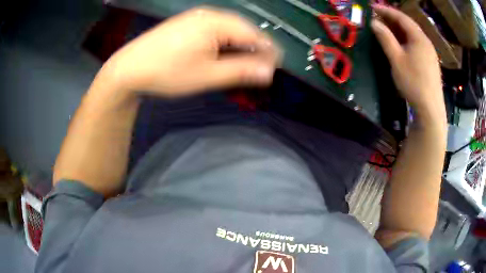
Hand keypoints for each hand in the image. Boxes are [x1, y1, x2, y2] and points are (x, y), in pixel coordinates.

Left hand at [98, 7, 280, 97]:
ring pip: (229, 30)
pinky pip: (214, 30)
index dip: (267, 52)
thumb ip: (241, 71)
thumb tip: (269, 72)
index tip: (274, 70)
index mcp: (216, 22)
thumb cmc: (167, 73)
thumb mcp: (207, 75)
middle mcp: (209, 14)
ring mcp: (196, 17)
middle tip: (258, 71)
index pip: (254, 34)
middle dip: (253, 51)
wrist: (129, 69)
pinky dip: (223, 43)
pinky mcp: (187, 23)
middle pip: (243, 30)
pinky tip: (220, 56)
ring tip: (241, 66)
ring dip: (238, 47)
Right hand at [371, 4, 445, 125]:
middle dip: (393, 19)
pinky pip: (417, 45)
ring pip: (413, 35)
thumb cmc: (413, 82)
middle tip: (378, 17)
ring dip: (400, 30)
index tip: (372, 7)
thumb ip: (385, 38)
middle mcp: (426, 42)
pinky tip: (401, 45)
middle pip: (408, 25)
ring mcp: (430, 53)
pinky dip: (406, 40)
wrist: (430, 109)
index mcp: (419, 38)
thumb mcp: (396, 59)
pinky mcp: (431, 63)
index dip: (386, 10)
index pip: (401, 17)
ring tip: (387, 29)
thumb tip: (374, 22)